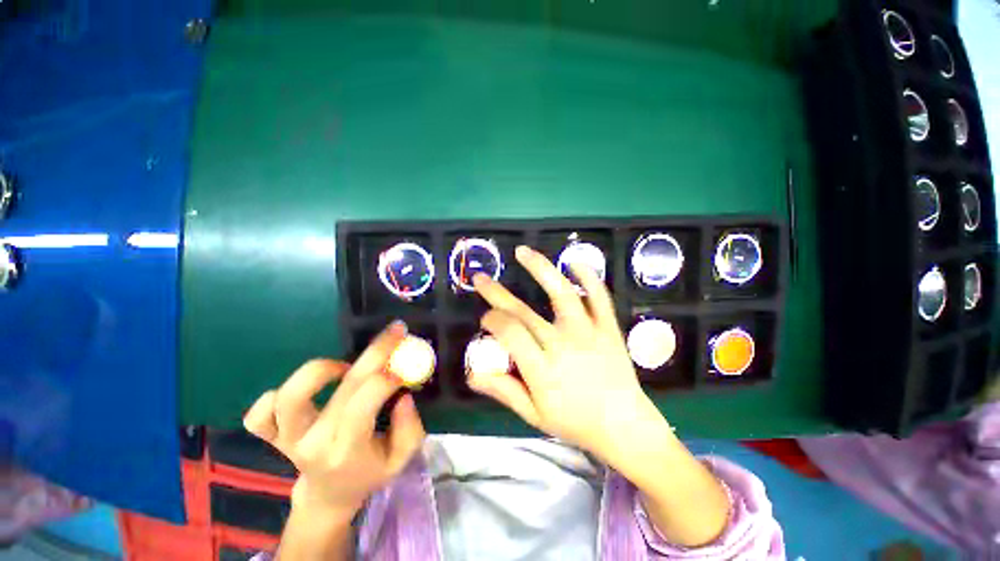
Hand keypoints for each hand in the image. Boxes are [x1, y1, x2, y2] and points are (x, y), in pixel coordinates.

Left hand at [243, 322, 424, 518]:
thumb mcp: (401, 460)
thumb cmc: (370, 472)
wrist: (329, 494)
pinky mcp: (272, 436)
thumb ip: (409, 428)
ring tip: (343, 368)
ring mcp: (287, 439)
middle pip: (343, 387)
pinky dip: (272, 398)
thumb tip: (403, 395)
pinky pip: (259, 414)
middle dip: (376, 353)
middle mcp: (313, 443)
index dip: (386, 378)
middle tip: (395, 331)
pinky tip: (303, 393)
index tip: (405, 362)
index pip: (363, 406)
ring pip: (290, 396)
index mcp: (346, 451)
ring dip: (321, 371)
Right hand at [470, 245, 661, 462]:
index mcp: (542, 370)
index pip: (509, 334)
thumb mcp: (534, 414)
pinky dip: (589, 276)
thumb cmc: (575, 422)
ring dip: (540, 268)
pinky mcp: (608, 327)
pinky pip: (600, 297)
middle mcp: (563, 345)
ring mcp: (588, 332)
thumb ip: (504, 391)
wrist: (624, 426)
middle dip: (497, 294)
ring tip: (522, 251)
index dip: (492, 321)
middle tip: (481, 279)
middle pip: (523, 312)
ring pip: (562, 292)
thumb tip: (472, 373)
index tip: (486, 319)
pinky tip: (574, 262)